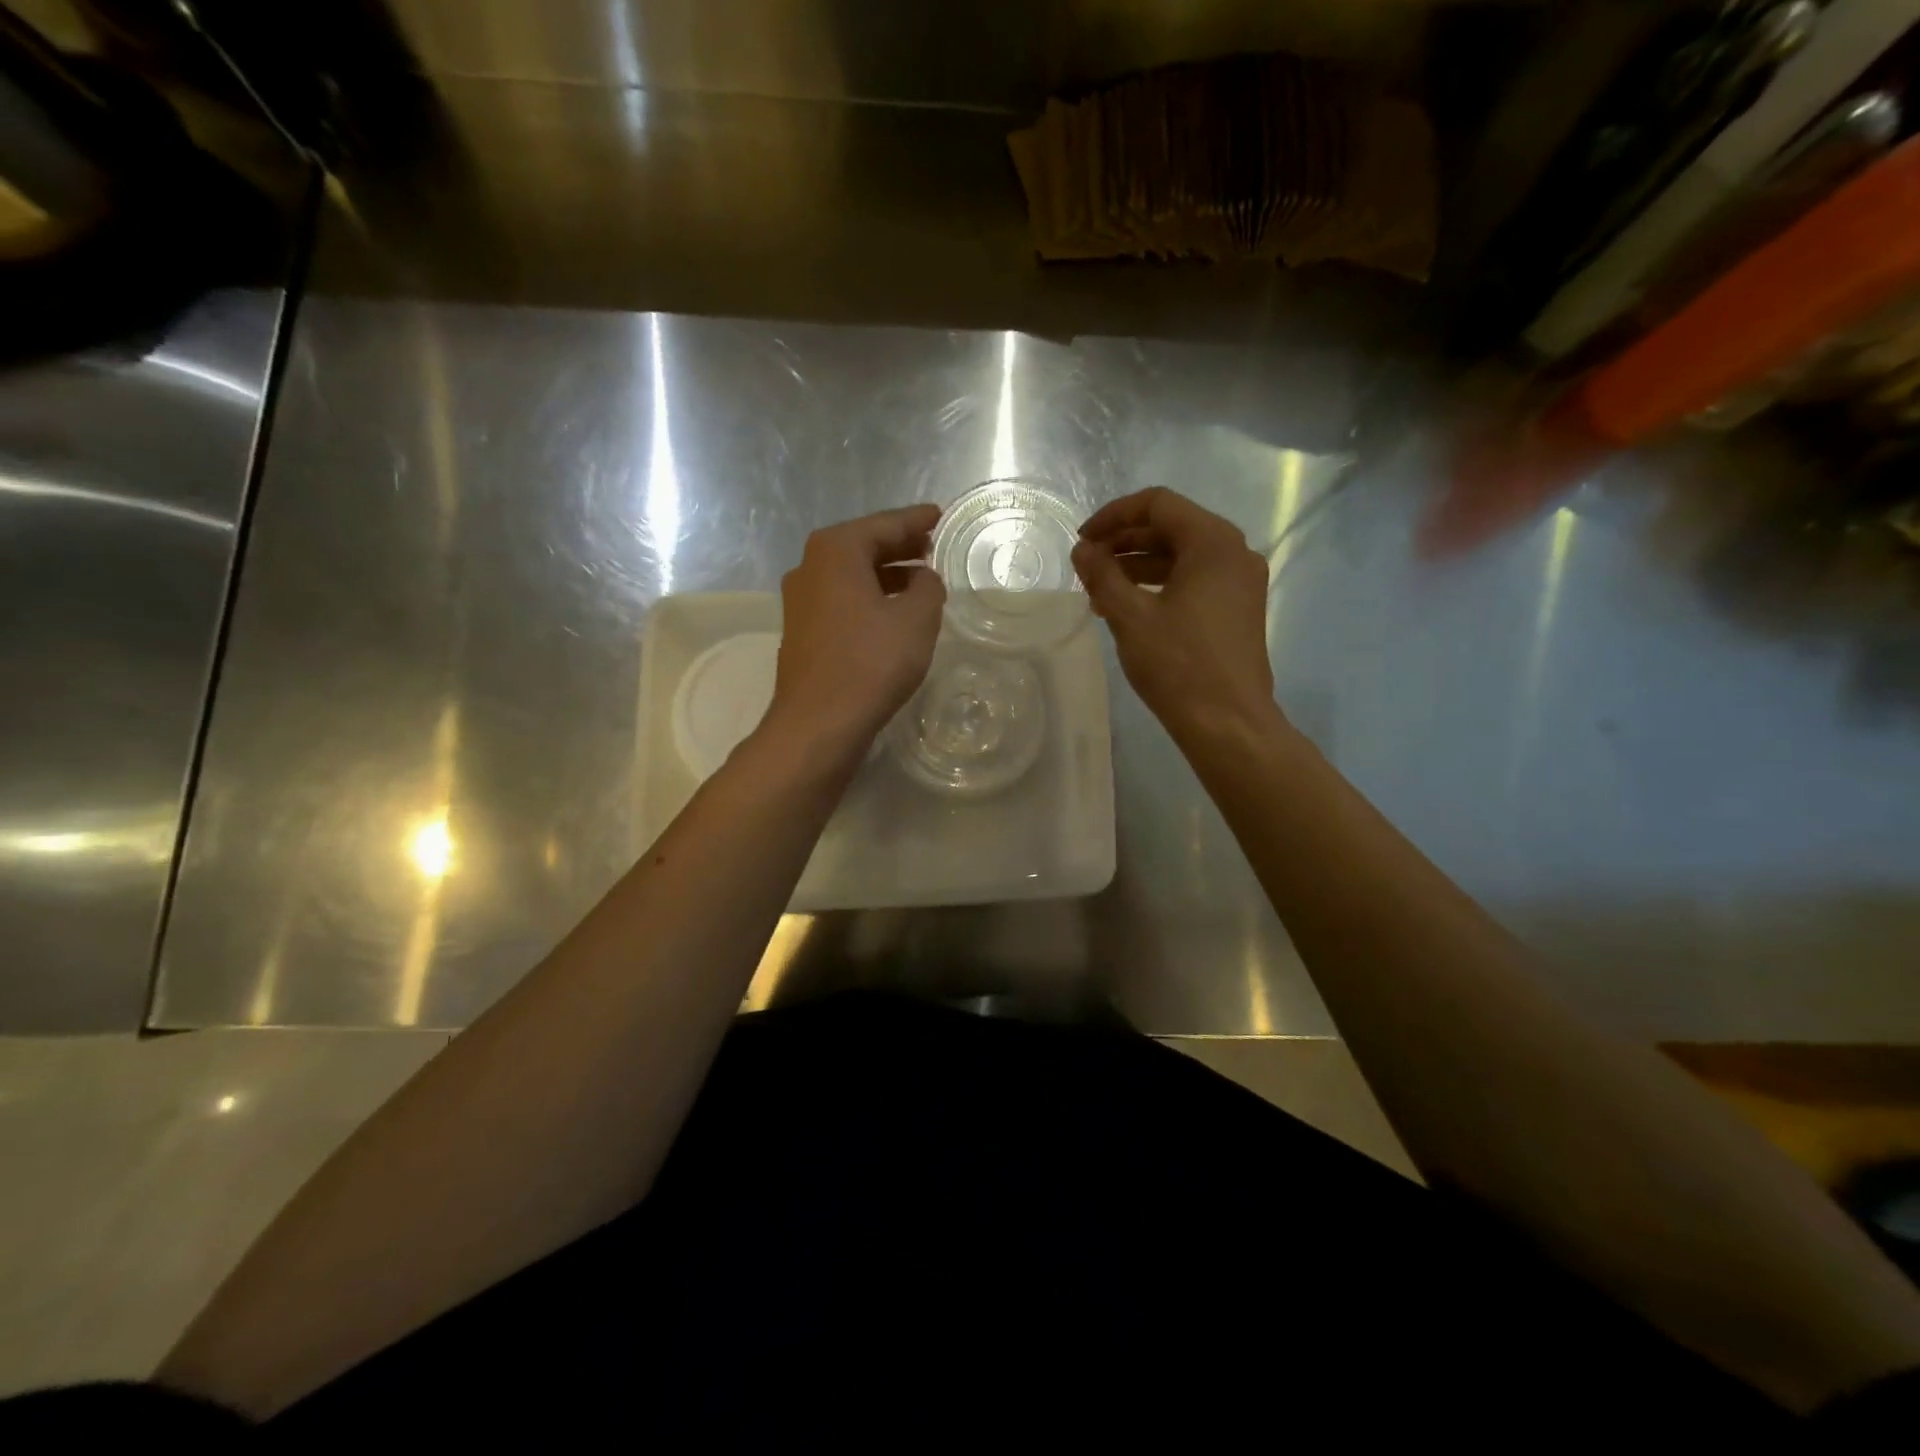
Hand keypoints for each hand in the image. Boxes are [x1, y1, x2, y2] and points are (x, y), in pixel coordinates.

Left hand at [767, 504, 945, 759]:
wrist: (819, 723)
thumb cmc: (871, 663)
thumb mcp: (917, 619)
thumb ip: (928, 588)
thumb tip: (923, 579)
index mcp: (836, 551)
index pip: (884, 524)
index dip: (916, 520)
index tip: (939, 515)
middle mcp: (810, 567)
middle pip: (863, 546)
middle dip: (900, 546)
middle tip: (932, 546)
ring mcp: (801, 601)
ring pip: (851, 576)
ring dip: (886, 575)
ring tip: (920, 581)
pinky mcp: (802, 631)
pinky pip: (842, 601)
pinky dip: (869, 598)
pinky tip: (892, 614)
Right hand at [1072, 487, 1278, 742]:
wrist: (1228, 724)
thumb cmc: (1179, 665)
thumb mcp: (1130, 617)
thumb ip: (1102, 575)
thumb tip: (1082, 550)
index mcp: (1213, 542)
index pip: (1158, 504)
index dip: (1114, 516)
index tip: (1082, 540)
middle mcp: (1234, 553)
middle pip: (1172, 527)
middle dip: (1124, 541)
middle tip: (1087, 564)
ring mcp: (1240, 583)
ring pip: (1182, 557)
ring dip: (1138, 565)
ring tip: (1099, 589)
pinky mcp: (1238, 609)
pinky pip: (1194, 581)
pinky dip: (1159, 585)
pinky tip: (1129, 608)